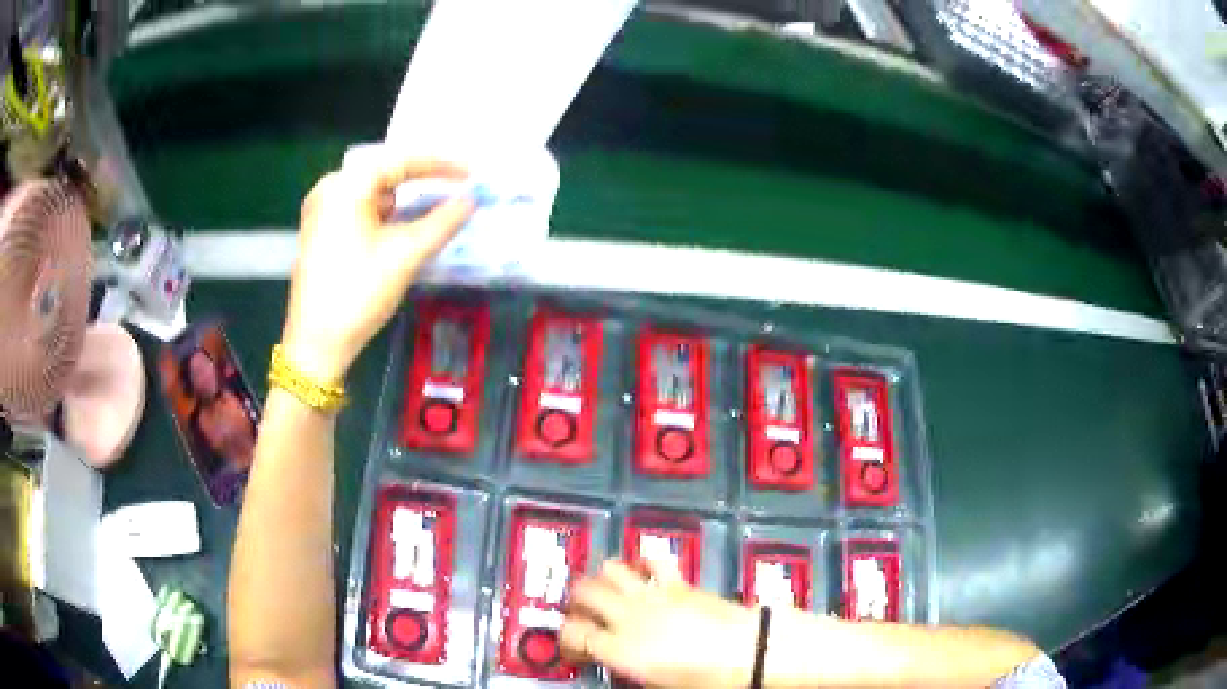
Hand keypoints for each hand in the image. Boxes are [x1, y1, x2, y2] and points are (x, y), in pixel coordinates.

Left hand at [282, 157, 474, 383]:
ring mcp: (322, 210)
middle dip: (422, 181)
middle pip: (386, 174)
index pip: (401, 161)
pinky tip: (403, 227)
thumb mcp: (405, 255)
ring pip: (373, 194)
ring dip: (404, 200)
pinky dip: (386, 215)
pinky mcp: (321, 231)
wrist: (315, 345)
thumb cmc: (357, 294)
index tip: (472, 174)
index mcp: (346, 186)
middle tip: (458, 187)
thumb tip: (471, 200)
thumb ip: (442, 222)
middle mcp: (330, 189)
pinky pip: (361, 210)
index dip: (441, 164)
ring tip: (436, 207)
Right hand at [560, 559, 758, 688]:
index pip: (572, 633)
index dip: (566, 639)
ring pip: (610, 569)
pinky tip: (645, 573)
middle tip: (585, 615)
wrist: (750, 652)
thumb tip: (620, 663)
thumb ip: (629, 668)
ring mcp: (654, 594)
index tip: (575, 648)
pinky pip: (653, 562)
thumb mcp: (658, 684)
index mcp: (619, 649)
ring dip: (603, 578)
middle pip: (584, 593)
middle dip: (577, 602)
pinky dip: (643, 564)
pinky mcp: (680, 582)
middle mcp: (628, 616)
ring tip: (608, 591)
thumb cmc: (706, 679)